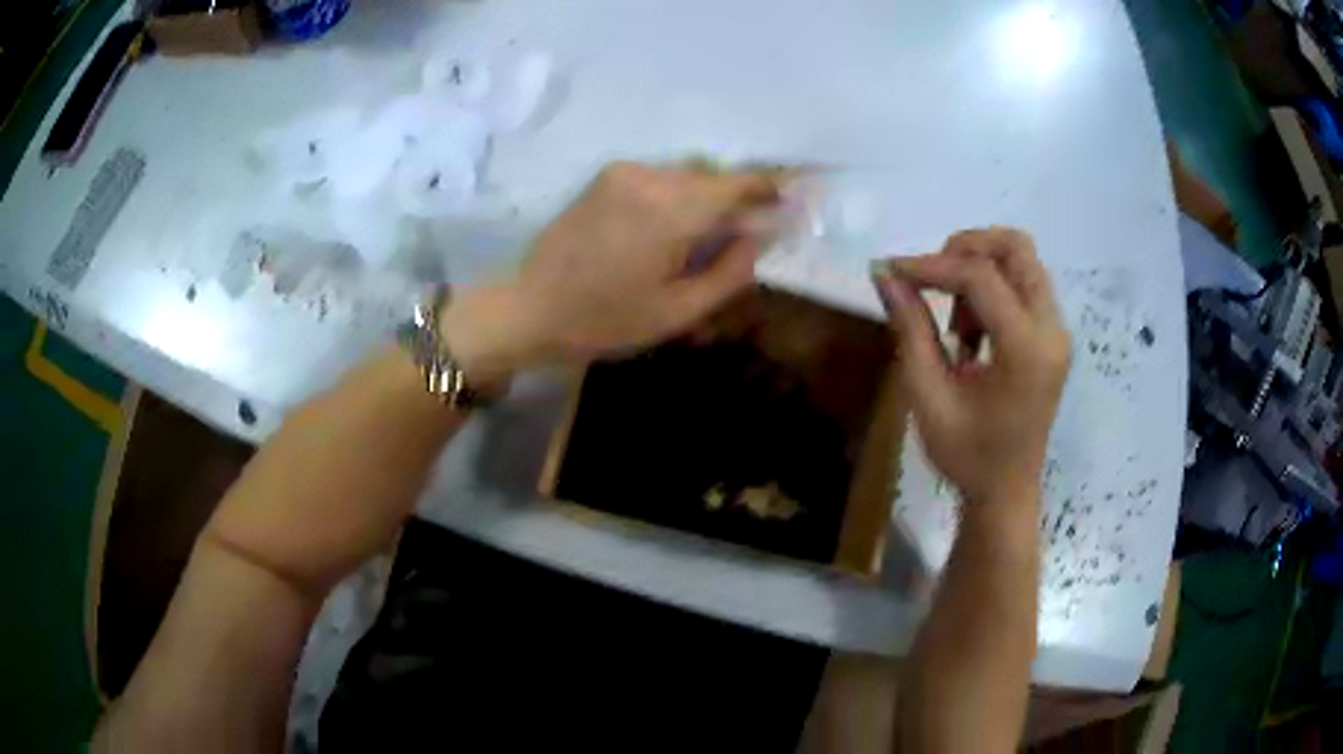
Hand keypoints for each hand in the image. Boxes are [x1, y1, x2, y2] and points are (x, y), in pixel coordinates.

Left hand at [443, 161, 779, 380]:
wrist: (530, 307)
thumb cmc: (604, 320)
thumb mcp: (677, 313)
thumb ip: (729, 272)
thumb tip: (760, 236)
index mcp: (671, 211)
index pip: (737, 184)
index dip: (770, 187)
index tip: (793, 197)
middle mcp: (650, 178)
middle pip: (713, 177)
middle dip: (737, 198)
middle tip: (750, 230)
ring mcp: (624, 172)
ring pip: (686, 175)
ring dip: (706, 197)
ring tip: (708, 235)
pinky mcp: (606, 176)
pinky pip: (660, 177)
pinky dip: (678, 194)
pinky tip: (670, 228)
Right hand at [873, 228, 1069, 509]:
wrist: (1006, 491)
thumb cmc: (966, 455)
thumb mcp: (928, 396)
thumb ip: (910, 329)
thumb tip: (884, 275)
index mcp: (1026, 349)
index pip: (980, 276)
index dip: (931, 265)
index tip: (890, 270)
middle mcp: (1051, 329)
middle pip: (1015, 247)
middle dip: (966, 249)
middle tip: (932, 278)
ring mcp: (1057, 331)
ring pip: (1022, 260)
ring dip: (980, 270)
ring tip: (956, 323)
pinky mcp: (1052, 336)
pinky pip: (1024, 285)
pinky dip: (992, 289)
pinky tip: (973, 332)